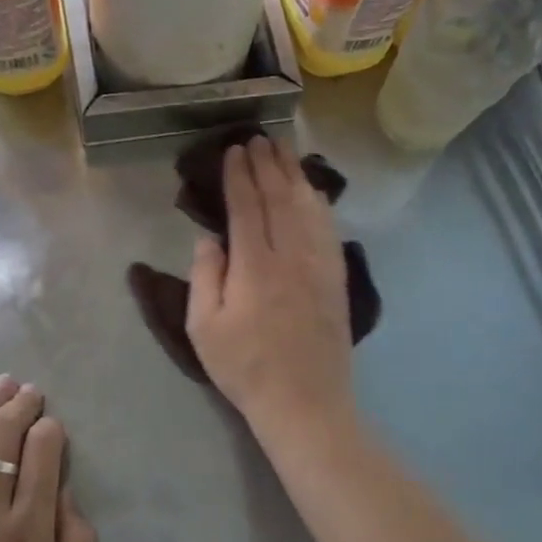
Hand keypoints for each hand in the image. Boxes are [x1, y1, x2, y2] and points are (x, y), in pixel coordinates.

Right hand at [186, 138, 354, 436]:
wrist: (306, 403)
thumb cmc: (246, 368)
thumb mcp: (205, 328)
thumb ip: (205, 276)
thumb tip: (209, 238)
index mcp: (255, 266)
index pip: (246, 207)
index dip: (239, 175)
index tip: (233, 150)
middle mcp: (291, 256)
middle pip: (280, 198)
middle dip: (268, 164)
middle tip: (258, 138)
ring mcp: (319, 265)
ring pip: (308, 207)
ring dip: (295, 174)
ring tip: (285, 150)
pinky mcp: (337, 278)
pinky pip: (329, 228)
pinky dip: (319, 202)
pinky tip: (314, 191)